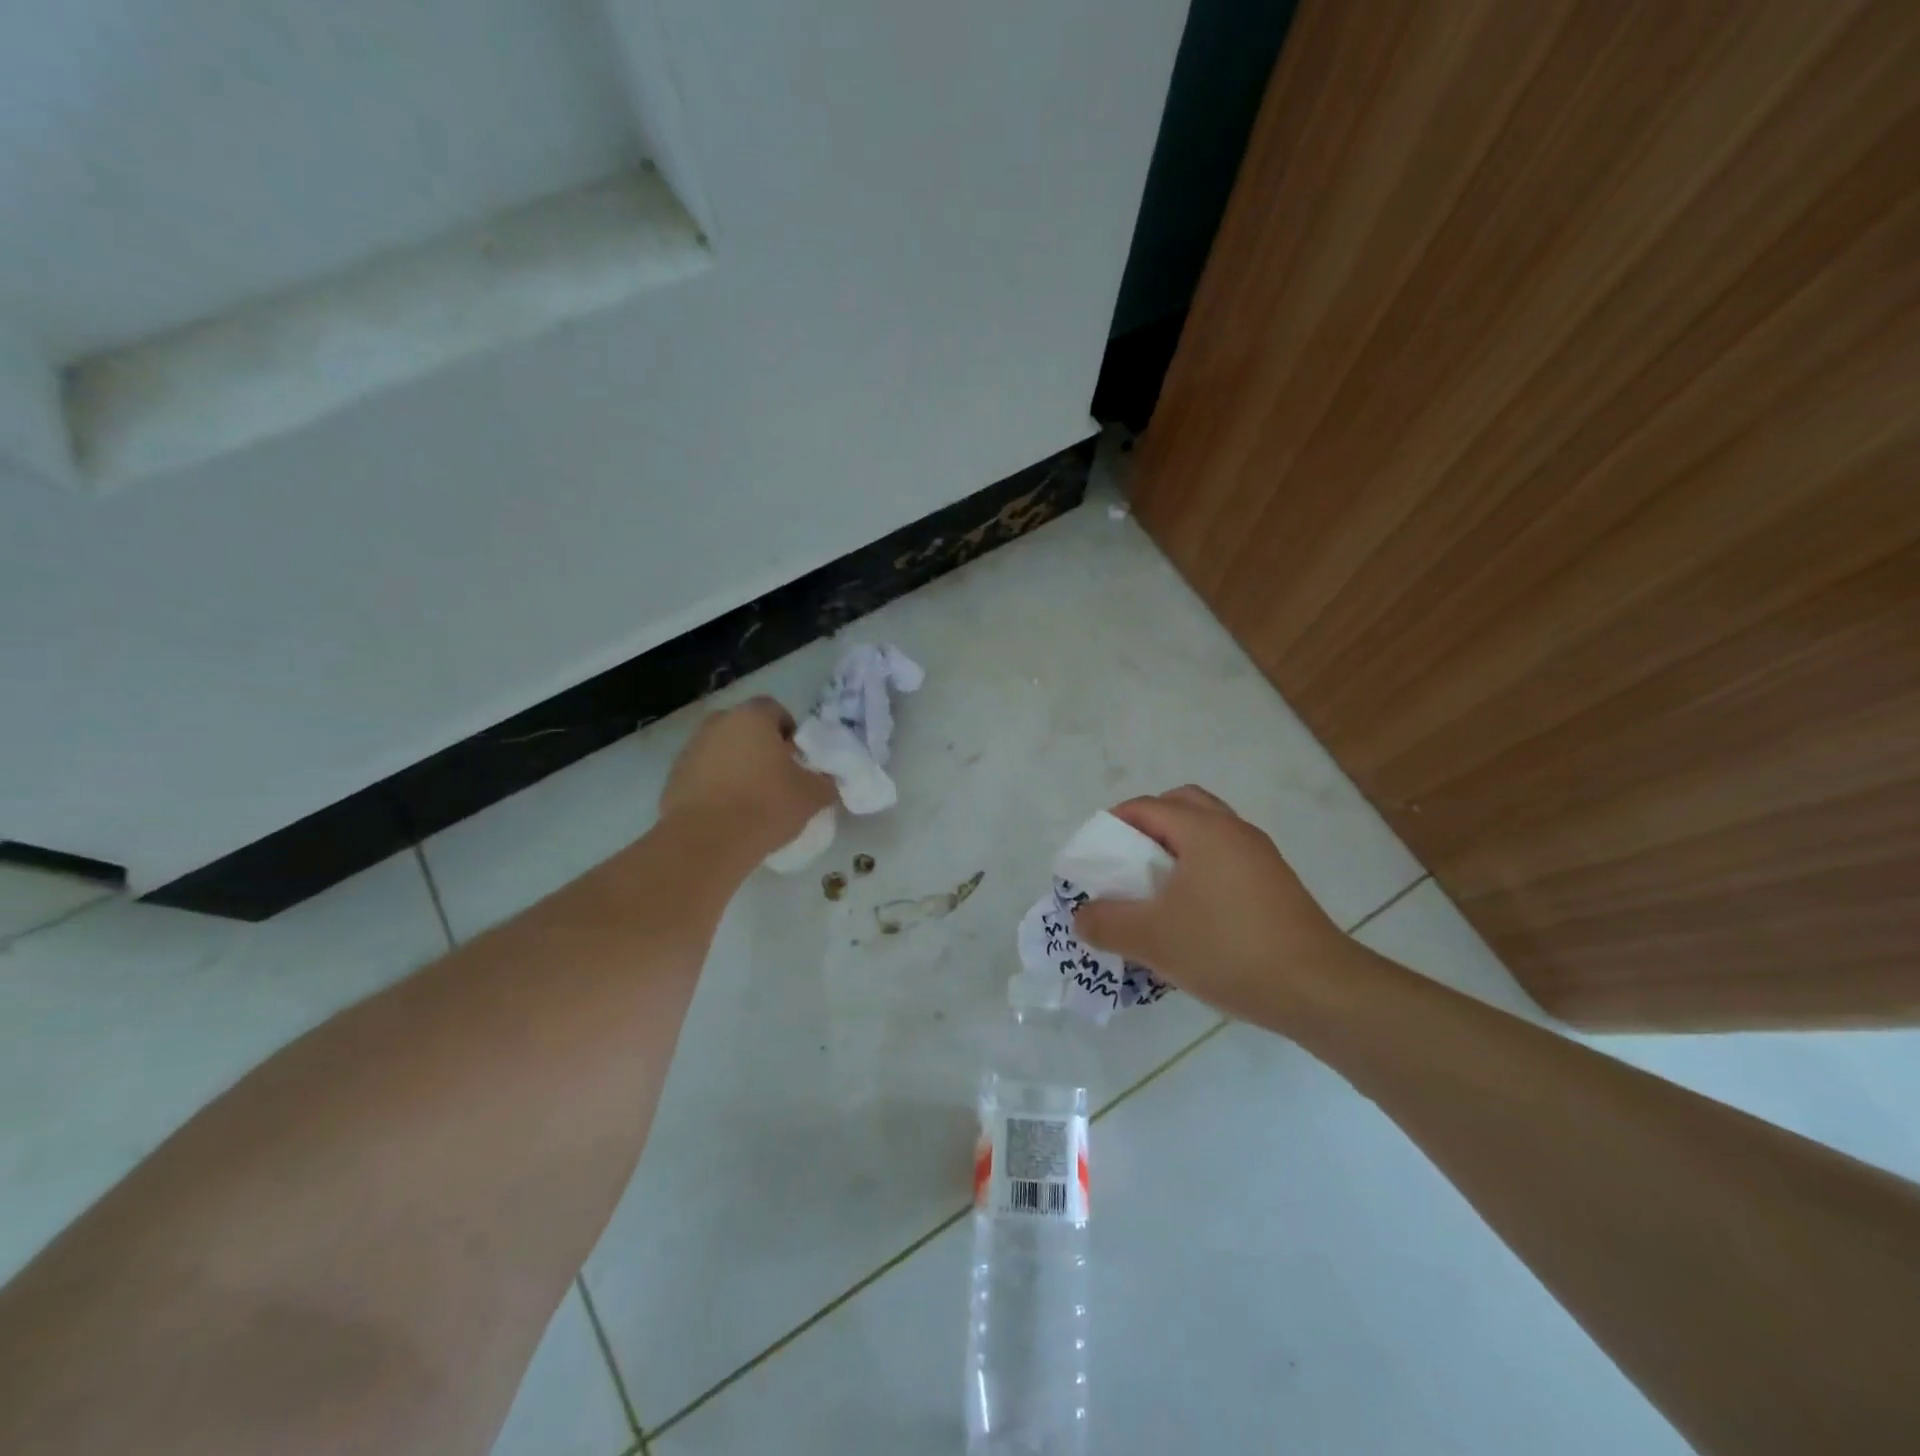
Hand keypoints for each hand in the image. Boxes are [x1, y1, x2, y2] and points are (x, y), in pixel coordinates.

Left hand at [659, 697, 835, 858]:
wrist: (707, 842)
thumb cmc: (766, 806)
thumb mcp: (812, 795)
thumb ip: (824, 780)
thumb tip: (826, 779)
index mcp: (751, 717)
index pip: (775, 709)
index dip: (790, 732)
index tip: (797, 760)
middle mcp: (717, 724)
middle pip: (745, 728)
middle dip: (761, 747)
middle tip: (777, 778)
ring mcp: (690, 749)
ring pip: (722, 750)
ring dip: (736, 766)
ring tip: (751, 799)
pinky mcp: (673, 777)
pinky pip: (703, 774)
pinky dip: (716, 786)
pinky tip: (727, 813)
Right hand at [1073, 785, 1360, 1030]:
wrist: (1317, 990)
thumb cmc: (1227, 950)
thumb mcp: (1152, 939)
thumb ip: (1105, 923)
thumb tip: (1081, 917)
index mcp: (1203, 829)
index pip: (1145, 807)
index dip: (1111, 826)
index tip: (1093, 858)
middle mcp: (1234, 830)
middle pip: (1180, 806)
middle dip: (1146, 827)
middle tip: (1125, 863)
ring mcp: (1260, 857)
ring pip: (1207, 833)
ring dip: (1175, 849)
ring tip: (1153, 889)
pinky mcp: (1275, 885)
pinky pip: (1225, 860)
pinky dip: (1199, 869)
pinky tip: (1189, 913)